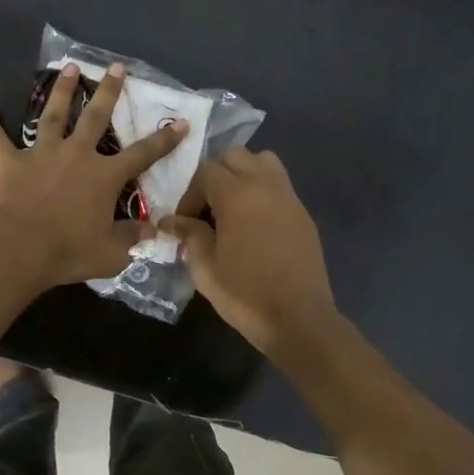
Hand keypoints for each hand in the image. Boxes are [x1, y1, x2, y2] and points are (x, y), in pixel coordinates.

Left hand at [0, 62, 187, 288]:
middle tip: (116, 67)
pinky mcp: (8, 161)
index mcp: (104, 176)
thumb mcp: (111, 253)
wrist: (17, 249)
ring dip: (61, 90)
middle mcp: (76, 154)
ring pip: (52, 114)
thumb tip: (152, 230)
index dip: (164, 139)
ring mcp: (40, 153)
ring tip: (69, 67)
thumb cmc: (67, 252)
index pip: (143, 154)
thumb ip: (132, 238)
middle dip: (109, 91)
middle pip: (96, 117)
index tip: (180, 122)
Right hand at [159, 147, 336, 355]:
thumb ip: (189, 235)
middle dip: (216, 176)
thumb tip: (170, 220)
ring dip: (243, 175)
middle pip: (236, 156)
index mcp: (238, 194)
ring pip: (263, 162)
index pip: (206, 171)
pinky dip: (262, 192)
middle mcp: (266, 185)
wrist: (298, 318)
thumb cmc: (245, 293)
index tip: (184, 222)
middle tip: (207, 209)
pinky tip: (254, 226)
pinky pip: (279, 186)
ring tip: (232, 208)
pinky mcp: (303, 214)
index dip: (190, 194)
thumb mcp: (205, 267)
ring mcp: (289, 197)